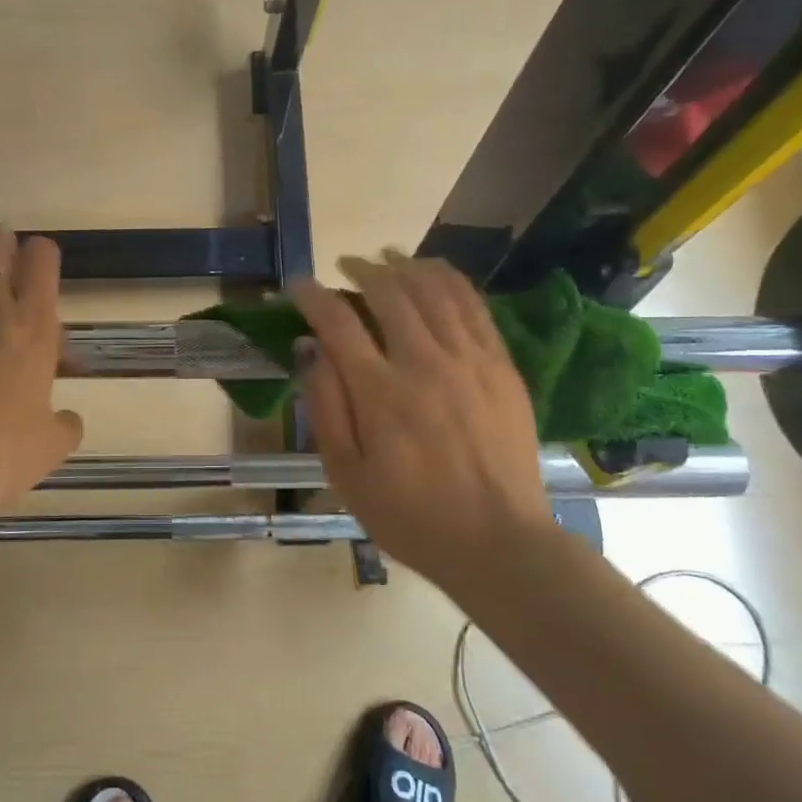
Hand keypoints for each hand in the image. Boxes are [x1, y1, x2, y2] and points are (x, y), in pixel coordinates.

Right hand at [290, 252, 554, 585]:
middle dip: (361, 271)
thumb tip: (310, 350)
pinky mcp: (502, 367)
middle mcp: (425, 364)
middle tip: (345, 267)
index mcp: (381, 393)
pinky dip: (451, 281)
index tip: (298, 287)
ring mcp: (471, 361)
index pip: (338, 322)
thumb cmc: (410, 515)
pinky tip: (435, 274)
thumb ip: (325, 407)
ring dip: (406, 266)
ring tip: (388, 259)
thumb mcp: (346, 475)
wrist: (499, 543)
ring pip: (435, 290)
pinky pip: (475, 307)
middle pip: (390, 293)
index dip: (313, 296)